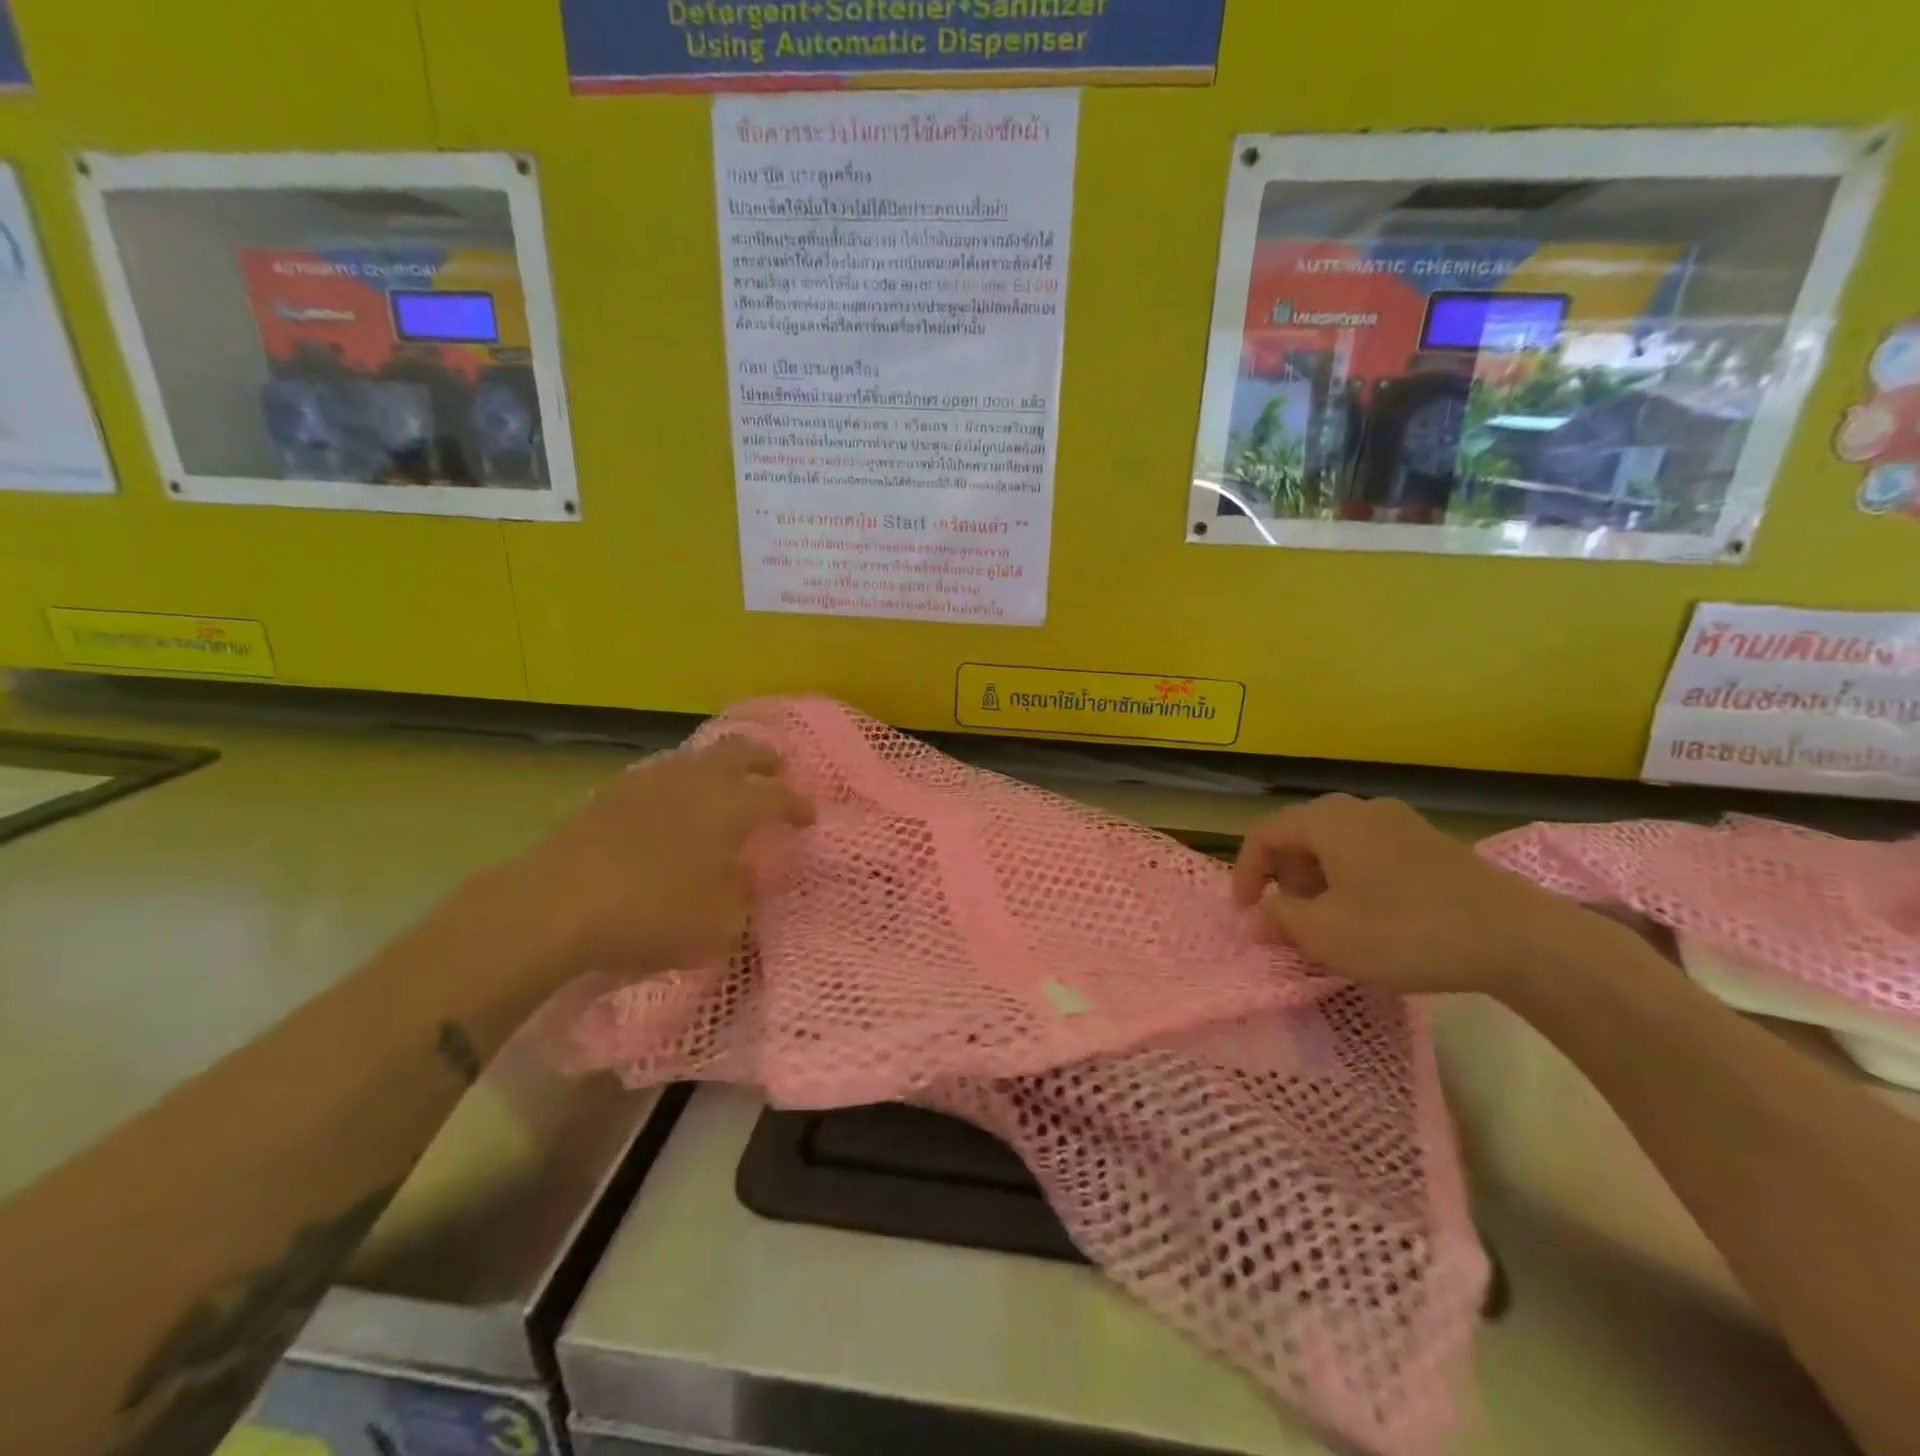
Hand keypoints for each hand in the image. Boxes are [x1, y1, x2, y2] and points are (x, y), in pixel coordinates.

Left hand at [499, 736, 813, 981]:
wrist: (558, 904)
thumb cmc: (653, 914)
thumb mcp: (719, 924)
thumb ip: (742, 897)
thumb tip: (742, 877)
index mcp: (731, 806)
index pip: (778, 797)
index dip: (798, 806)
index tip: (808, 817)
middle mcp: (697, 780)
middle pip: (740, 752)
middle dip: (764, 759)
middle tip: (776, 770)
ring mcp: (651, 780)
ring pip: (697, 757)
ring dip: (719, 767)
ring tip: (725, 785)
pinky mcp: (613, 792)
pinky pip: (661, 774)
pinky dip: (680, 781)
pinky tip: (673, 803)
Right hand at [1231, 794, 1609, 998]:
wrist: (1520, 939)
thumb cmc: (1406, 931)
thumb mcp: (1327, 934)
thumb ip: (1279, 920)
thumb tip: (1257, 917)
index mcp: (1327, 820)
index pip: (1264, 835)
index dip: (1244, 873)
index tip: (1246, 914)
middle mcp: (1359, 809)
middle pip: (1299, 834)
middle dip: (1282, 877)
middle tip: (1288, 918)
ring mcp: (1400, 822)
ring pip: (1335, 843)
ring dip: (1317, 879)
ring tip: (1328, 921)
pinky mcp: (1429, 842)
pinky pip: (1368, 851)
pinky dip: (1351, 878)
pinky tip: (1370, 915)